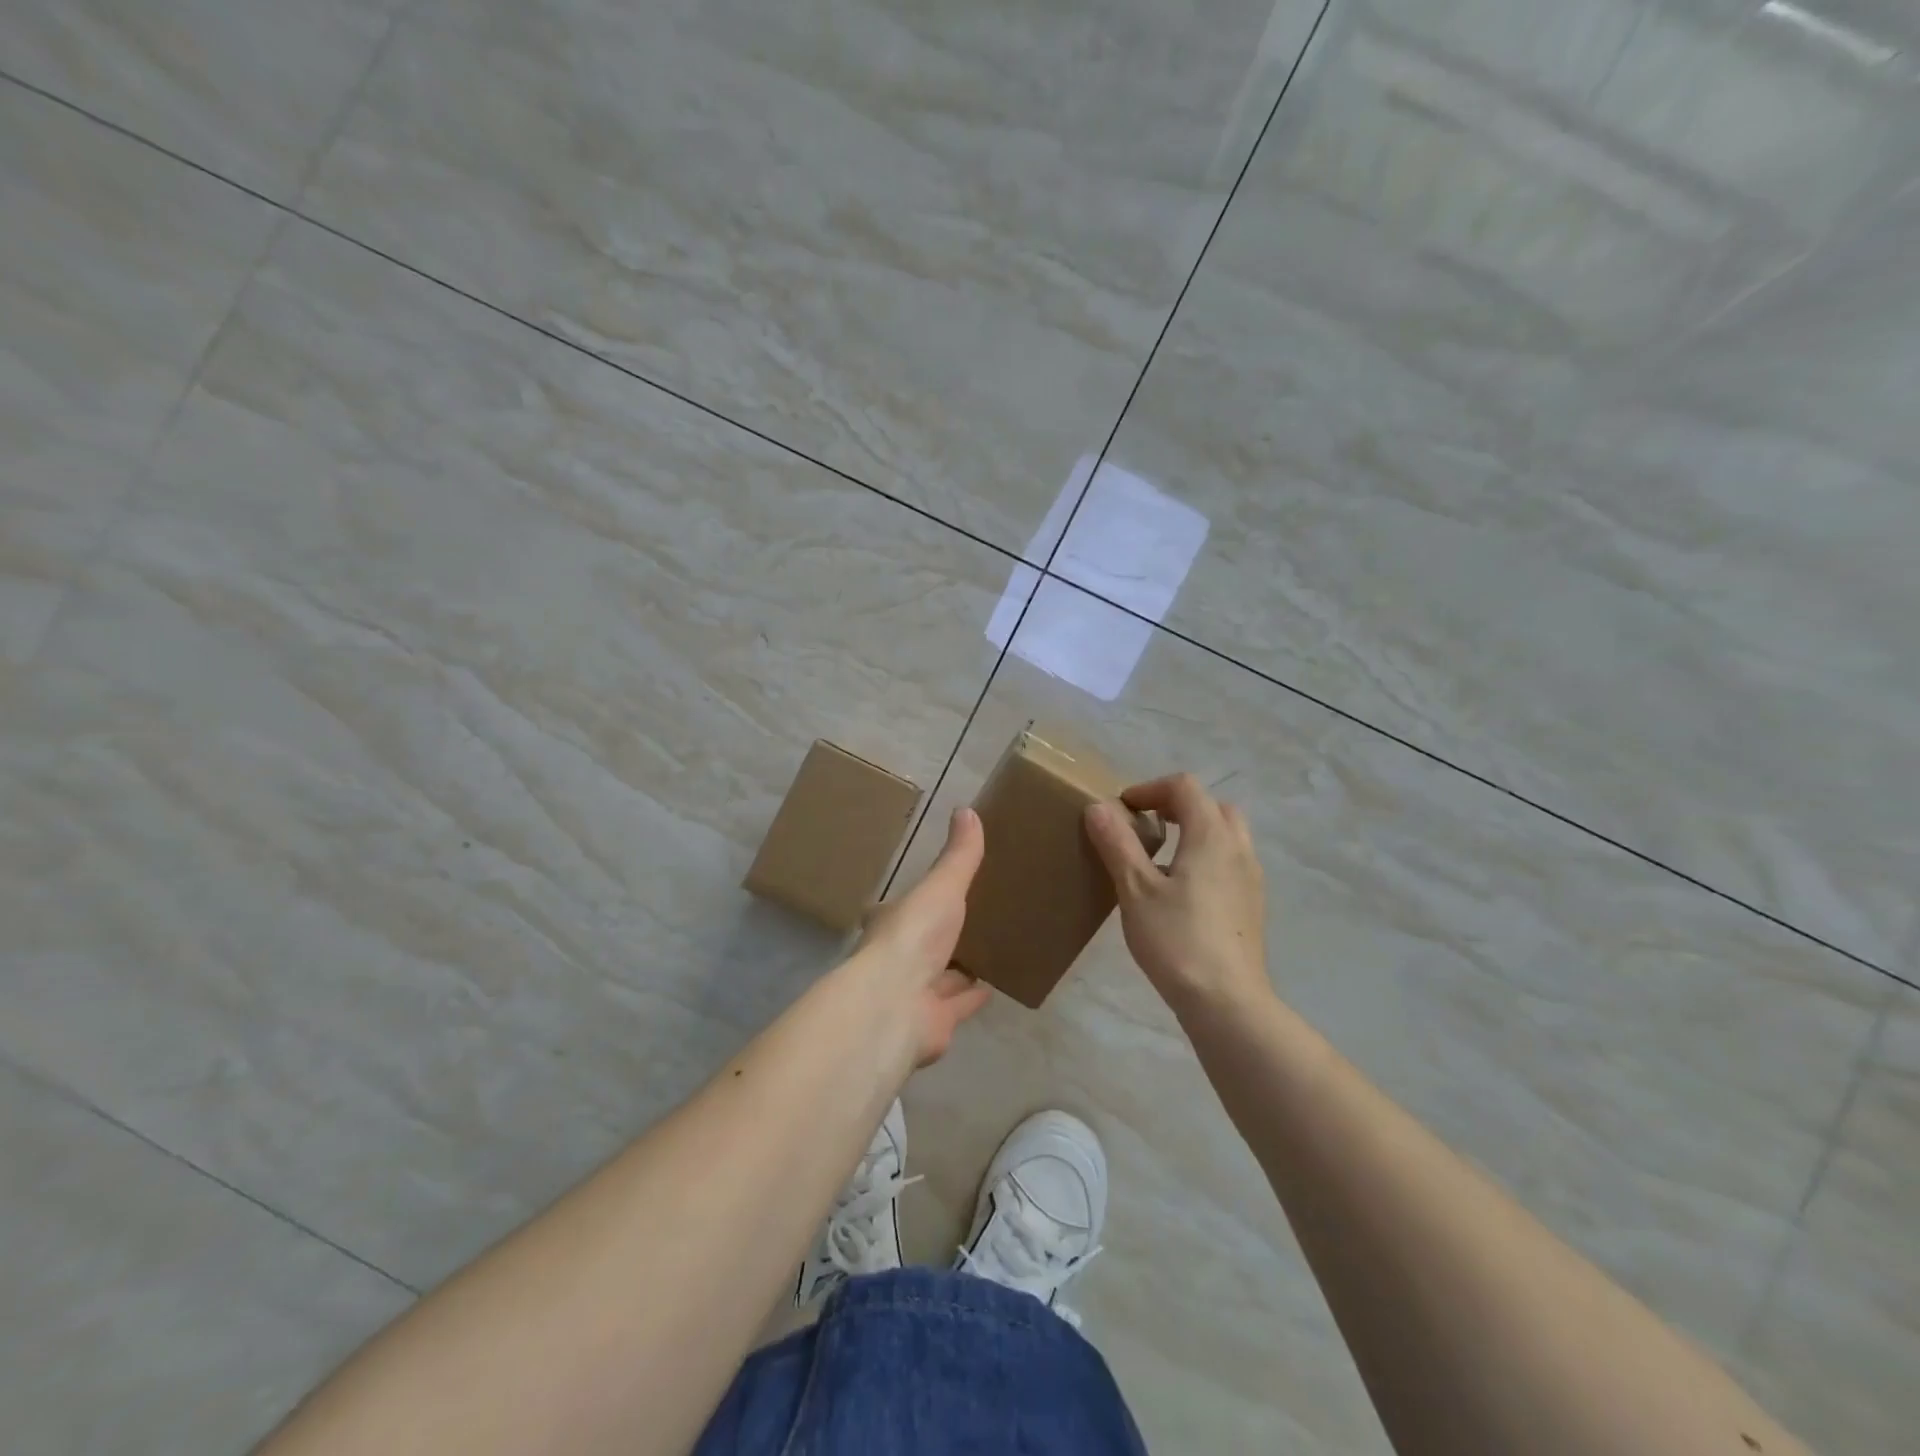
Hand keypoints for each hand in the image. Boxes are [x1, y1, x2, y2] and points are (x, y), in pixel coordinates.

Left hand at [855, 807, 992, 1065]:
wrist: (896, 1004)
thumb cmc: (913, 936)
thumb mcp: (940, 886)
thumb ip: (958, 855)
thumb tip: (967, 809)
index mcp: (892, 922)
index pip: (905, 909)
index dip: (922, 902)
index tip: (943, 892)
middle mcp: (898, 958)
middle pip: (925, 944)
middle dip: (946, 935)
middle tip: (977, 920)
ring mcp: (914, 992)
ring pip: (941, 976)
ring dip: (960, 967)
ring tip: (991, 950)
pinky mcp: (933, 1022)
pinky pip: (957, 1004)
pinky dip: (972, 996)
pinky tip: (993, 987)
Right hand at [1084, 773, 1271, 1018]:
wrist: (1227, 1002)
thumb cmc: (1177, 940)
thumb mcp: (1135, 889)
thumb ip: (1117, 843)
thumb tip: (1098, 807)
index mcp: (1211, 836)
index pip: (1185, 787)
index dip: (1150, 788)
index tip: (1123, 809)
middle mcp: (1238, 849)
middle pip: (1213, 806)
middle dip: (1178, 806)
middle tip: (1146, 826)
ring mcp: (1251, 879)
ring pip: (1227, 835)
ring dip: (1195, 831)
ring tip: (1162, 858)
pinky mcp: (1252, 906)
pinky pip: (1231, 863)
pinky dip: (1207, 858)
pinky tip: (1181, 892)